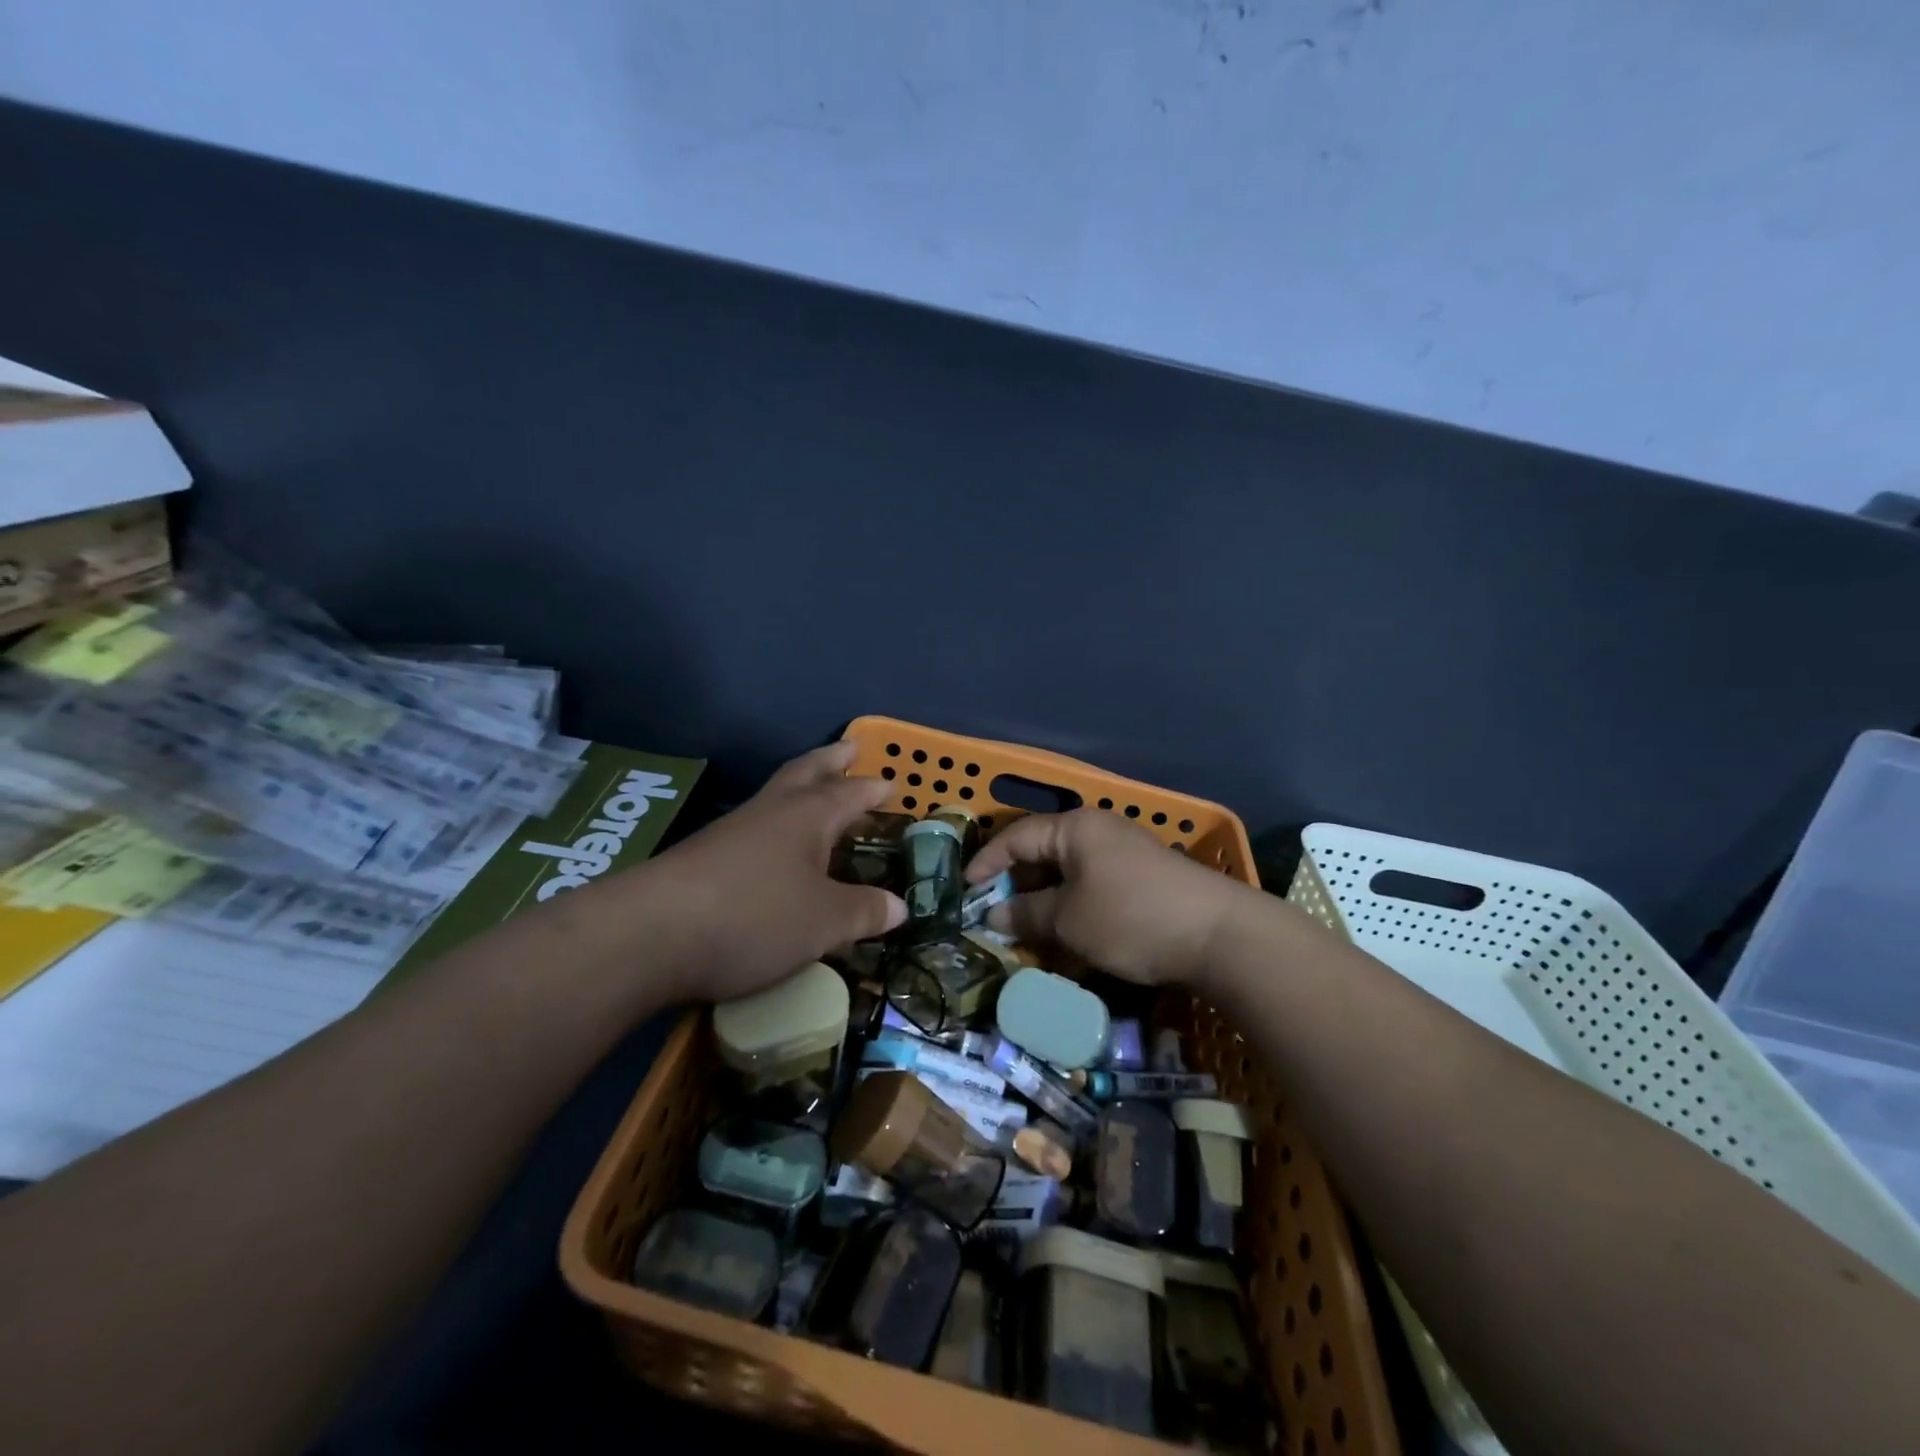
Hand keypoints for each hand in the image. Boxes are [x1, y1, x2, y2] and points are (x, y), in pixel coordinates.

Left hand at [646, 743, 905, 1002]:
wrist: (650, 935)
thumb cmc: (755, 916)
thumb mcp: (824, 921)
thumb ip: (864, 911)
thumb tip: (899, 906)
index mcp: (807, 816)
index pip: (849, 793)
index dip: (872, 788)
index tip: (891, 782)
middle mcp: (770, 813)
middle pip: (805, 773)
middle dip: (830, 761)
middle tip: (849, 748)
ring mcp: (730, 832)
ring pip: (773, 797)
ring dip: (799, 789)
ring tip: (814, 796)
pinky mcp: (702, 857)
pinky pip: (751, 829)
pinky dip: (773, 827)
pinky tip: (772, 849)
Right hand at [964, 808, 1252, 986]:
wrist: (1220, 936)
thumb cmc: (1132, 918)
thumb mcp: (1069, 920)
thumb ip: (1027, 915)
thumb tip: (995, 916)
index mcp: (1075, 828)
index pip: (1016, 836)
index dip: (986, 863)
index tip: (964, 892)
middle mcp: (1098, 831)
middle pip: (1043, 854)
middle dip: (1016, 887)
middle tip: (994, 919)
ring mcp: (1124, 854)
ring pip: (1068, 876)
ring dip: (1045, 904)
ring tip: (1026, 936)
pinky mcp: (1144, 880)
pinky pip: (1093, 889)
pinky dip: (1074, 910)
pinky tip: (1068, 941)